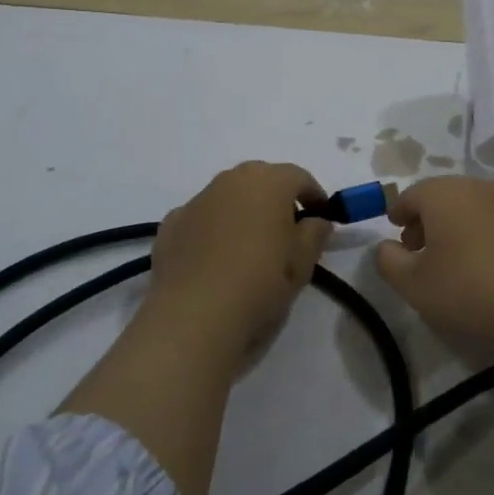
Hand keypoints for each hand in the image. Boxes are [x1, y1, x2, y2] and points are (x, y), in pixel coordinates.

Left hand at [148, 162, 330, 357]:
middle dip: (277, 201)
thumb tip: (316, 221)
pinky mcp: (171, 225)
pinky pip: (202, 220)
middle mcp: (231, 180)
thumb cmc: (261, 282)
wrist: (194, 317)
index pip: (300, 178)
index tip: (322, 219)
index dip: (315, 197)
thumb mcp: (304, 262)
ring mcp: (197, 200)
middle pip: (262, 182)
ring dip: (243, 214)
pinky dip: (213, 232)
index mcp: (269, 181)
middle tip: (288, 234)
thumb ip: (316, 233)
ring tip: (250, 250)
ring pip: (229, 199)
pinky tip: (216, 262)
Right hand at [373, 177, 493, 349]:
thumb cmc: (468, 289)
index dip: (398, 213)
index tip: (394, 232)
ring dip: (450, 226)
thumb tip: (385, 246)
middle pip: (440, 196)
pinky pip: (489, 219)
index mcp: (442, 194)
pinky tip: (477, 263)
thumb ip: (389, 262)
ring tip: (446, 260)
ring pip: (466, 206)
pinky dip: (476, 232)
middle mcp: (474, 188)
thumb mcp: (413, 284)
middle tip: (415, 249)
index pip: (410, 195)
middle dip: (424, 219)